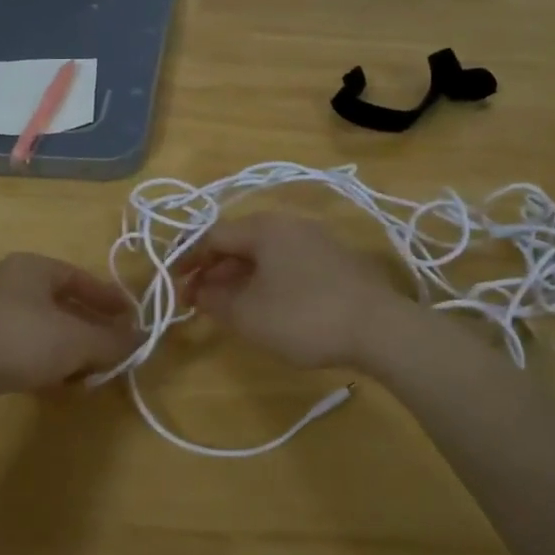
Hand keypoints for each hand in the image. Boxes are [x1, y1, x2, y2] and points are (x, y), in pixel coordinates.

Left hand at [0, 253, 138, 405]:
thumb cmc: (22, 341)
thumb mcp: (77, 341)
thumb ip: (112, 340)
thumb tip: (140, 339)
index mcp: (31, 266)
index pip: (80, 277)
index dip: (110, 300)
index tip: (132, 320)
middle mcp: (8, 281)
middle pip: (61, 304)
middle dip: (90, 329)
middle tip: (113, 349)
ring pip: (42, 328)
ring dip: (68, 350)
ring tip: (88, 374)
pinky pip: (21, 346)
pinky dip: (43, 361)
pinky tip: (56, 385)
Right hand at [185, 213, 409, 369]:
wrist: (381, 329)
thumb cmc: (303, 317)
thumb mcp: (248, 315)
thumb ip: (214, 301)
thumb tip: (198, 292)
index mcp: (264, 228)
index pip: (213, 236)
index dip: (188, 260)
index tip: (173, 286)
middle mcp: (290, 224)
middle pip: (239, 242)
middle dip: (213, 270)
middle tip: (197, 300)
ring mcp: (317, 240)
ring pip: (265, 255)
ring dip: (239, 278)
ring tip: (226, 306)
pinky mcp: (336, 262)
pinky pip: (288, 264)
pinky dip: (266, 280)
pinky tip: (266, 306)